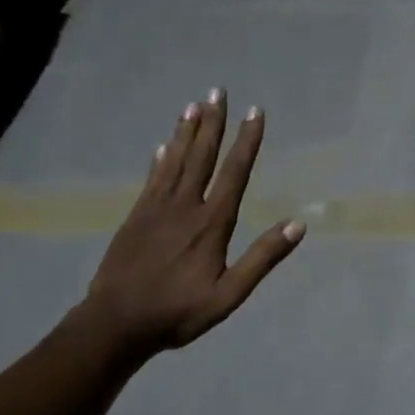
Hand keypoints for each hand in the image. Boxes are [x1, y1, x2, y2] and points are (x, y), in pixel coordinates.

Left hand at [71, 89, 303, 356]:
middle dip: (213, 122)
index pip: (234, 172)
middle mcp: (185, 206)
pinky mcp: (136, 216)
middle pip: (202, 155)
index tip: (255, 112)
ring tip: (193, 104)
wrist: (115, 323)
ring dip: (186, 131)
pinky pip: (152, 178)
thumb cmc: (177, 312)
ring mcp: (156, 208)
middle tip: (218, 90)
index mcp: (211, 223)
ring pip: (175, 160)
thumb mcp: (229, 295)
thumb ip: (262, 258)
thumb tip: (298, 224)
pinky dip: (160, 158)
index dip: (247, 141)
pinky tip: (162, 145)